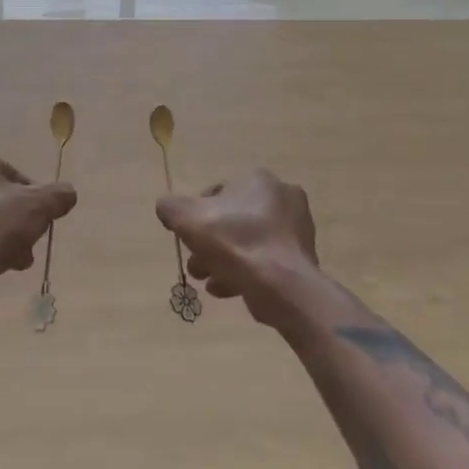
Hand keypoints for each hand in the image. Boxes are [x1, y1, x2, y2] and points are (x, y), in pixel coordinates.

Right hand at [155, 170, 324, 331]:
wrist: (280, 284)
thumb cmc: (233, 242)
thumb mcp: (187, 218)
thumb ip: (170, 207)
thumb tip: (167, 207)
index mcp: (258, 180)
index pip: (217, 192)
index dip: (197, 216)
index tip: (188, 238)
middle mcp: (282, 197)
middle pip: (232, 220)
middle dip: (209, 244)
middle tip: (197, 265)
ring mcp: (296, 229)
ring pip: (247, 243)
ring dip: (224, 261)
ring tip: (208, 281)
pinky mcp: (301, 258)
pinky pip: (264, 261)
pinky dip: (245, 273)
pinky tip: (227, 289)